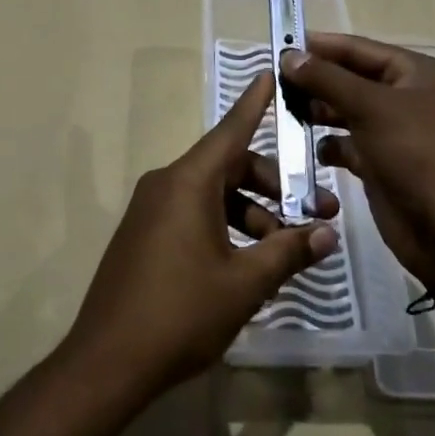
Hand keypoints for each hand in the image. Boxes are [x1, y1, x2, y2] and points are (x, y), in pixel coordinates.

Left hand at [67, 73, 340, 399]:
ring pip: (215, 195)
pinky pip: (194, 215)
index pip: (230, 130)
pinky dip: (227, 227)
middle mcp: (167, 184)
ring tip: (286, 252)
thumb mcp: (244, 283)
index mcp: (188, 182)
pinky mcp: (145, 236)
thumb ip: (288, 252)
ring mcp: (152, 210)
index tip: (272, 72)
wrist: (107, 362)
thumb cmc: (180, 313)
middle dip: (275, 187)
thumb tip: (327, 234)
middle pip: (230, 167)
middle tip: (316, 214)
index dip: (255, 102)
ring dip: (254, 214)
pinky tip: (251, 264)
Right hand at [280, 34, 434, 286]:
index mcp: (416, 73)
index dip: (321, 46)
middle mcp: (406, 97)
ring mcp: (395, 132)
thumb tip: (290, 56)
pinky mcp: (383, 163)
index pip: (359, 49)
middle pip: (351, 79)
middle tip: (275, 84)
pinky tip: (312, 150)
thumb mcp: (371, 108)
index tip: (281, 46)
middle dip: (316, 81)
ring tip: (286, 114)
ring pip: (347, 111)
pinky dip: (330, 145)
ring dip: (318, 112)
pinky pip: (349, 144)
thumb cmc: (416, 154)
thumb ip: (327, 79)